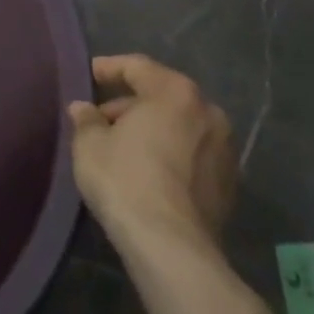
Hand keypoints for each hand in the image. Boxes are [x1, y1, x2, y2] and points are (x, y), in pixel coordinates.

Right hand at [68, 53, 235, 258]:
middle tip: (101, 119)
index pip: (137, 67)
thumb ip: (87, 120)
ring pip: (180, 127)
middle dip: (131, 105)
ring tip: (123, 148)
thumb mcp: (90, 144)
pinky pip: (193, 155)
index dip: (109, 68)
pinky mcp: (229, 184)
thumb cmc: (125, 179)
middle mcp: (208, 112)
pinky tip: (147, 172)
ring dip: (153, 131)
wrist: (171, 246)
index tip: (90, 74)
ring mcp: (225, 150)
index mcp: (174, 92)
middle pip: (162, 96)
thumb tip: (83, 109)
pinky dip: (171, 155)